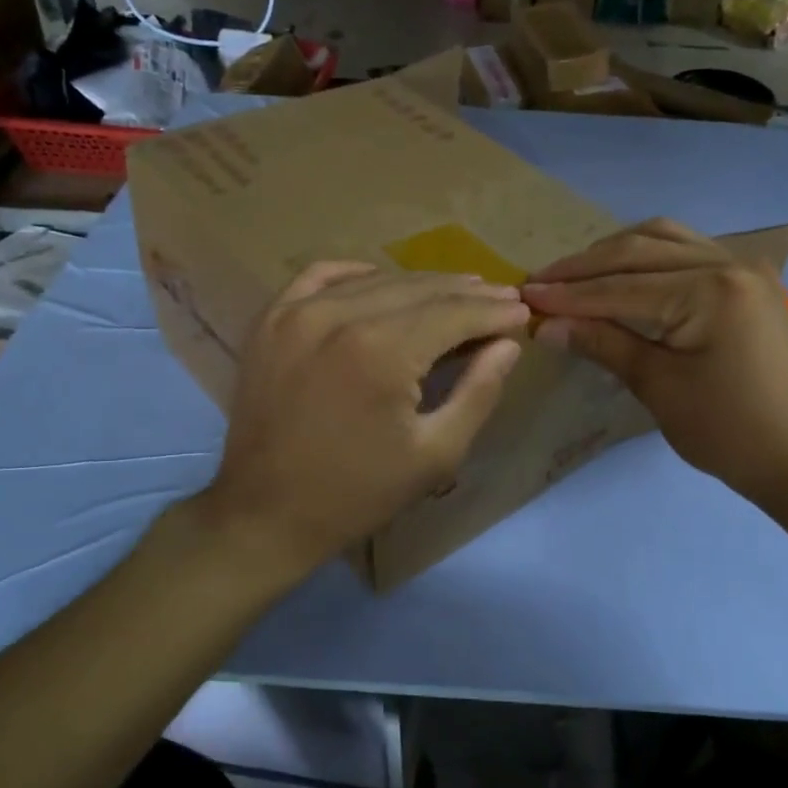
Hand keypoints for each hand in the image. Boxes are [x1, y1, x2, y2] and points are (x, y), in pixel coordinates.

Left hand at [199, 262, 528, 574]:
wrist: (265, 513)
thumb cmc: (358, 492)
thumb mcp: (436, 454)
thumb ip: (479, 392)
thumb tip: (507, 343)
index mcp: (381, 351)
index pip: (453, 313)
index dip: (493, 311)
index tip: (522, 311)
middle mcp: (338, 316)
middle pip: (419, 289)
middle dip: (466, 294)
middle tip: (501, 297)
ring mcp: (296, 313)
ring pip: (376, 279)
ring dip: (422, 284)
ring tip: (457, 290)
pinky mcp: (270, 320)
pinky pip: (321, 275)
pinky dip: (358, 274)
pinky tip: (382, 280)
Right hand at [521, 219, 787, 501]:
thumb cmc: (725, 431)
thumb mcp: (657, 386)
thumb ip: (602, 343)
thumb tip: (544, 324)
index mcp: (711, 291)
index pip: (622, 287)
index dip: (569, 294)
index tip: (524, 295)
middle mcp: (730, 263)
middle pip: (640, 250)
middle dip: (585, 267)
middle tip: (540, 280)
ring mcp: (744, 266)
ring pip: (664, 238)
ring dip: (614, 252)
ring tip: (573, 273)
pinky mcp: (747, 278)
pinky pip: (687, 249)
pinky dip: (648, 254)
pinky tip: (621, 269)